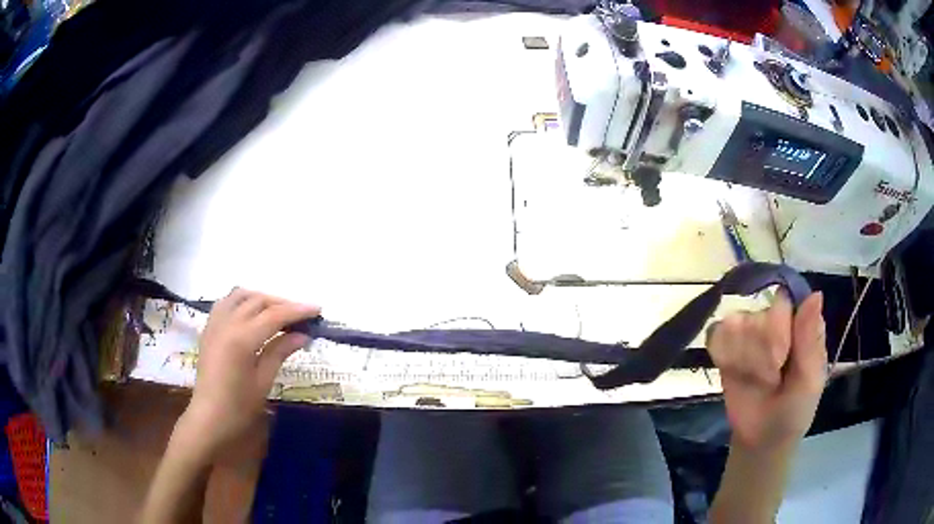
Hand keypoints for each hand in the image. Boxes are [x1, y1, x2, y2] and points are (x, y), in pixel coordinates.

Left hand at [180, 288, 319, 456]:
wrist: (208, 418)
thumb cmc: (238, 407)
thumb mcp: (263, 381)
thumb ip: (280, 352)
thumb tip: (303, 335)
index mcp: (241, 339)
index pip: (274, 315)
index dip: (297, 310)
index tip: (317, 309)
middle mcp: (227, 323)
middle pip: (258, 301)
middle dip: (283, 303)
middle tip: (302, 315)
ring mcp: (215, 323)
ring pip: (241, 295)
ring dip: (262, 298)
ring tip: (278, 312)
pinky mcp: (209, 328)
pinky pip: (226, 302)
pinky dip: (243, 301)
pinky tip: (252, 313)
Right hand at [707, 291, 826, 451]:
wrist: (762, 440)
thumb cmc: (795, 410)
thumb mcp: (810, 381)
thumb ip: (811, 340)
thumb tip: (816, 293)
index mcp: (800, 321)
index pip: (783, 302)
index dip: (779, 330)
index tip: (781, 360)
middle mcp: (775, 318)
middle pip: (757, 316)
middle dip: (760, 353)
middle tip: (770, 380)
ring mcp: (749, 330)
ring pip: (735, 325)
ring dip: (742, 359)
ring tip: (754, 380)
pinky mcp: (726, 346)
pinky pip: (715, 334)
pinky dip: (723, 354)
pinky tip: (733, 371)